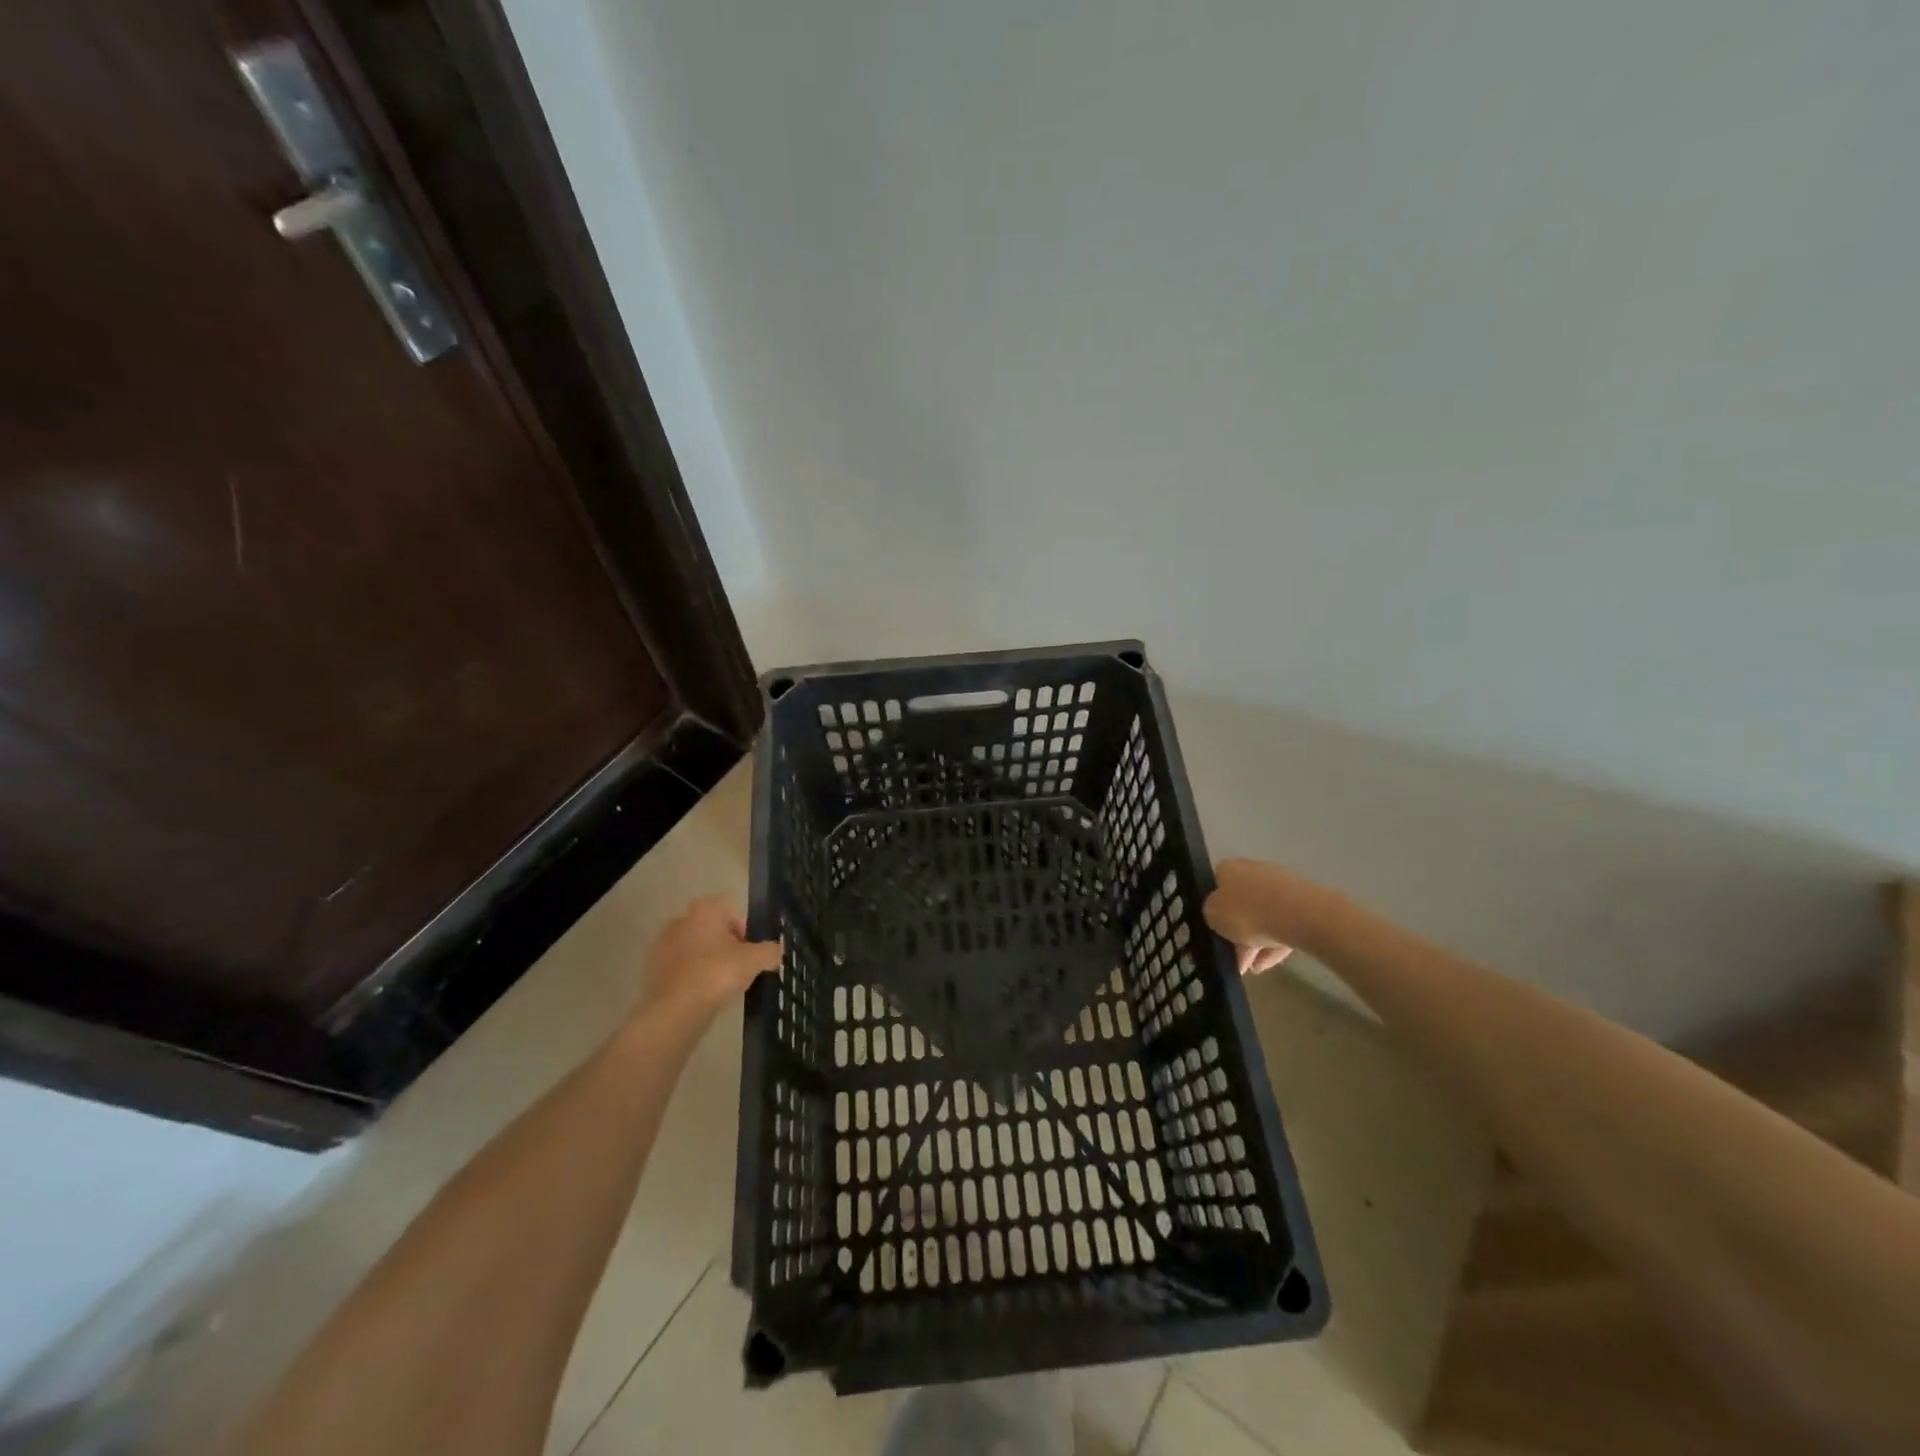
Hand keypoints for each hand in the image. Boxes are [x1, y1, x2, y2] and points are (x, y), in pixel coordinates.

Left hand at [636, 896, 782, 1021]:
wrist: (675, 1009)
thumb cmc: (718, 972)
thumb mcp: (755, 960)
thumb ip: (770, 951)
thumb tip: (778, 950)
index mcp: (704, 909)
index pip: (730, 911)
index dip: (743, 930)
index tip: (750, 951)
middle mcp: (680, 920)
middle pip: (710, 930)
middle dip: (724, 946)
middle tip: (738, 968)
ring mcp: (662, 945)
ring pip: (693, 950)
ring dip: (706, 962)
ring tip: (720, 986)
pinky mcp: (651, 971)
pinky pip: (679, 970)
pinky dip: (691, 979)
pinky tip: (701, 996)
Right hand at [1205, 859, 1295, 977]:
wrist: (1296, 914)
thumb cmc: (1246, 911)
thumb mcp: (1212, 915)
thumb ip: (1211, 913)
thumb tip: (1217, 913)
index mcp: (1228, 868)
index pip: (1216, 885)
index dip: (1214, 909)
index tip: (1215, 930)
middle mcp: (1253, 870)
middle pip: (1241, 903)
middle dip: (1237, 931)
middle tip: (1235, 957)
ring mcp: (1280, 885)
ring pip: (1263, 916)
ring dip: (1256, 942)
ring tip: (1252, 968)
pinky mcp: (1302, 902)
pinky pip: (1282, 924)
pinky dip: (1274, 943)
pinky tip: (1268, 964)